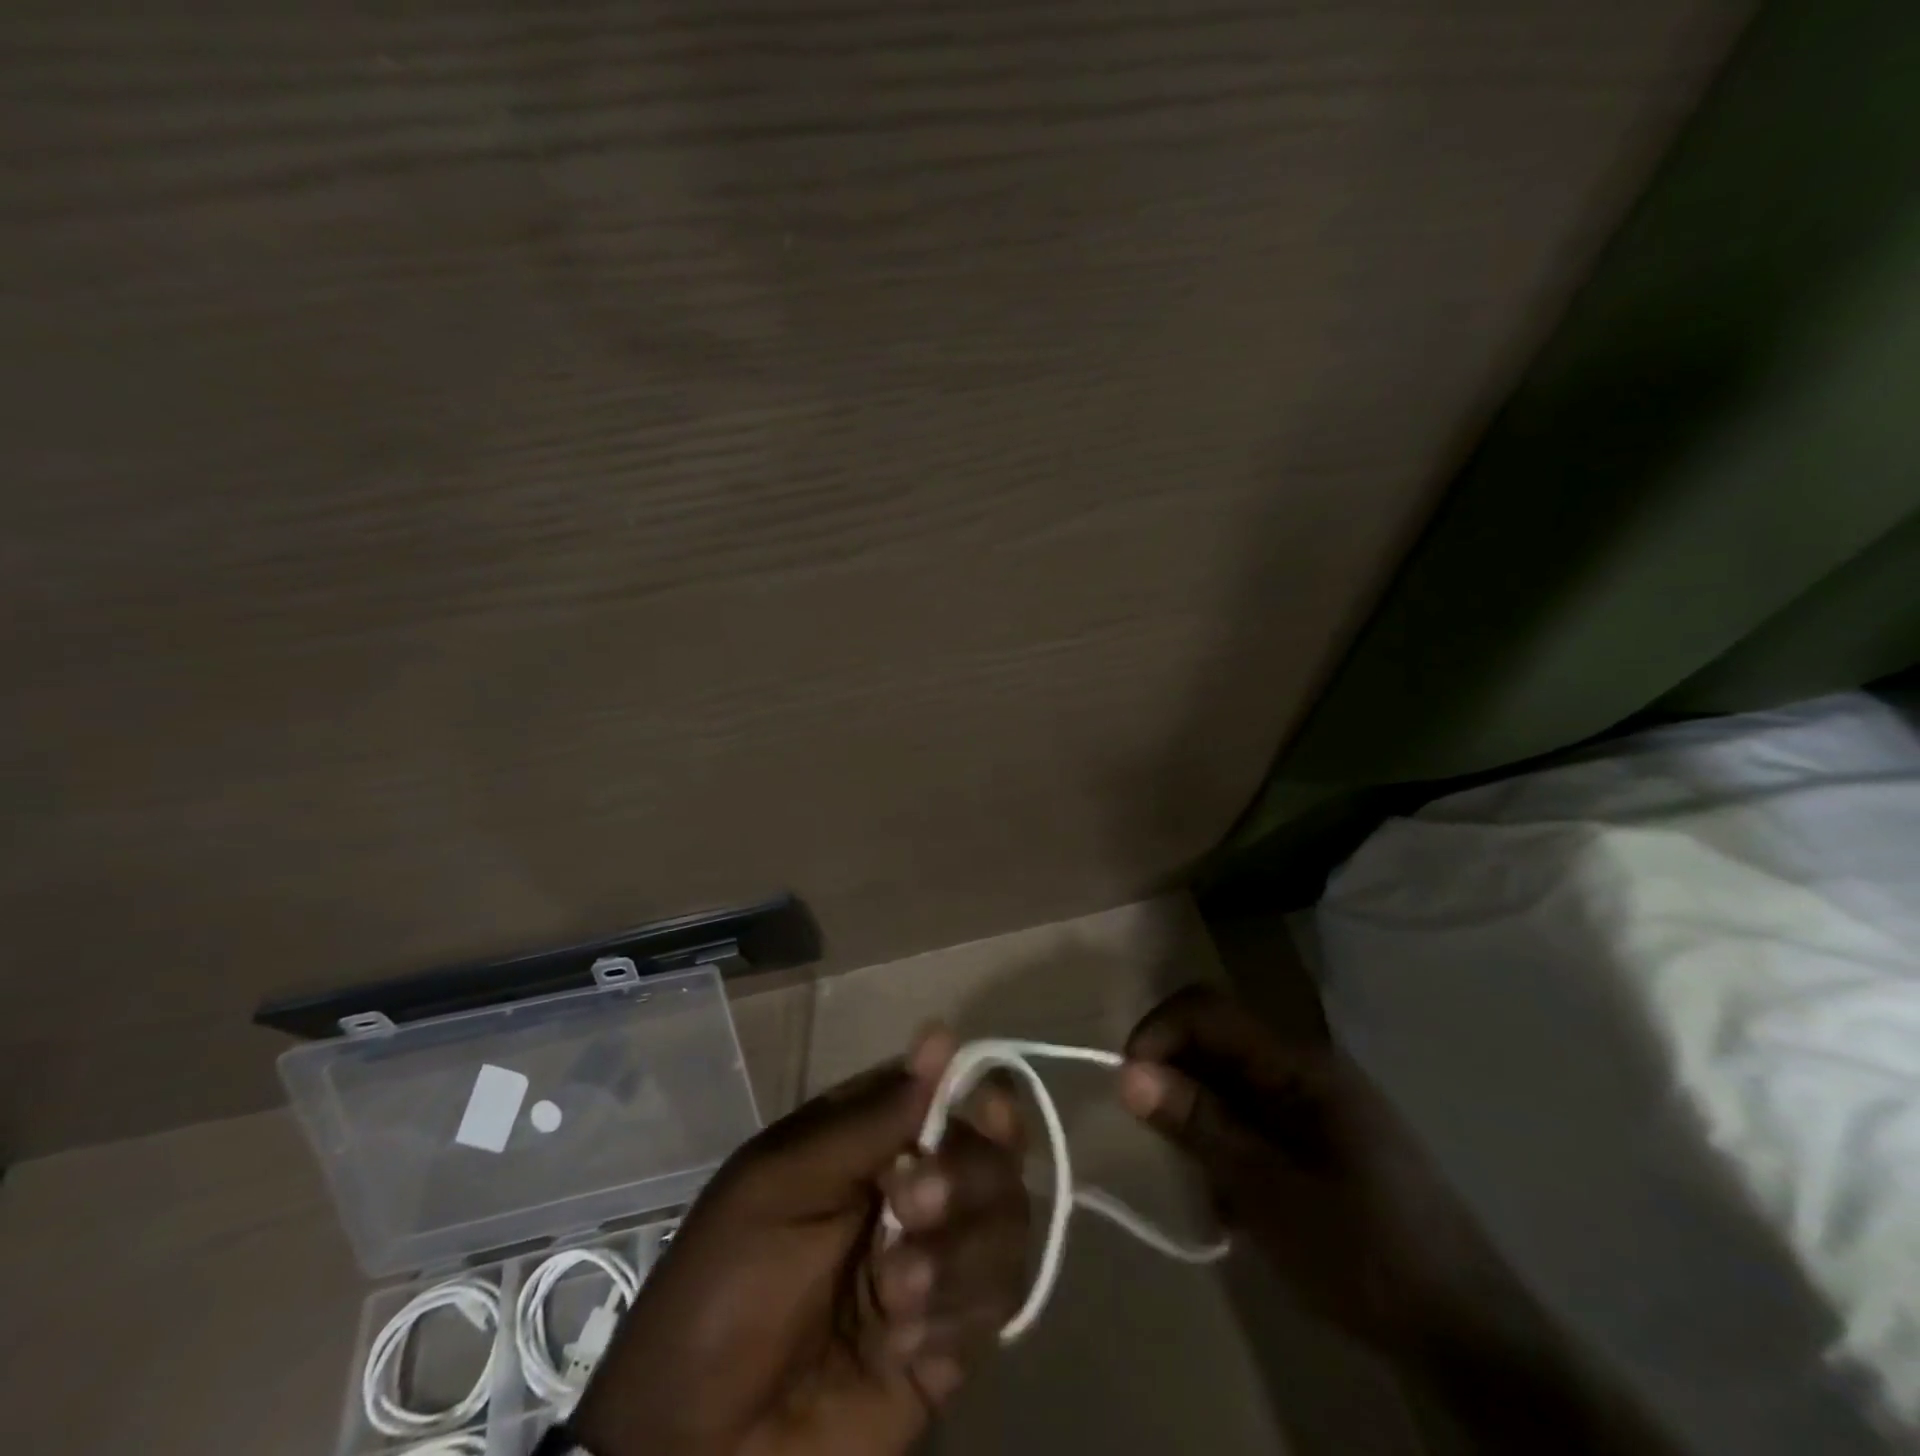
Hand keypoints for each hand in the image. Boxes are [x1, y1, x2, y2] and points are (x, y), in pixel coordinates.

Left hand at [573, 1028, 1029, 1455]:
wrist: (700, 1452)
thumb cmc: (724, 1290)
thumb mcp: (781, 1185)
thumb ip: (870, 1119)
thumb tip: (942, 1035)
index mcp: (867, 1141)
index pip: (945, 1094)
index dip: (974, 1094)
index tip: (986, 1110)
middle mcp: (910, 1189)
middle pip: (989, 1155)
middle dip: (963, 1179)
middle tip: (909, 1209)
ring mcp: (935, 1263)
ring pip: (1004, 1224)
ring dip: (956, 1256)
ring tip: (892, 1298)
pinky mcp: (951, 1339)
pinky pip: (997, 1303)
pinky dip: (956, 1315)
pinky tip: (901, 1344)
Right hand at [1115, 985, 1529, 1353]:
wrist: (1472, 1338)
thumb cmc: (1366, 1256)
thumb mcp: (1268, 1192)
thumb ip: (1199, 1125)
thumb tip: (1128, 1073)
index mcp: (1300, 1064)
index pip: (1209, 1010)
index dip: (1159, 1032)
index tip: (1128, 1085)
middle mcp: (1306, 1069)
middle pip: (1216, 1042)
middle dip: (1176, 1081)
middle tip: (1162, 1142)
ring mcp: (1316, 1104)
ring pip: (1229, 1083)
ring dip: (1200, 1121)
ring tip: (1203, 1186)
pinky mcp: (1320, 1139)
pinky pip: (1252, 1119)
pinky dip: (1228, 1147)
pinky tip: (1234, 1204)